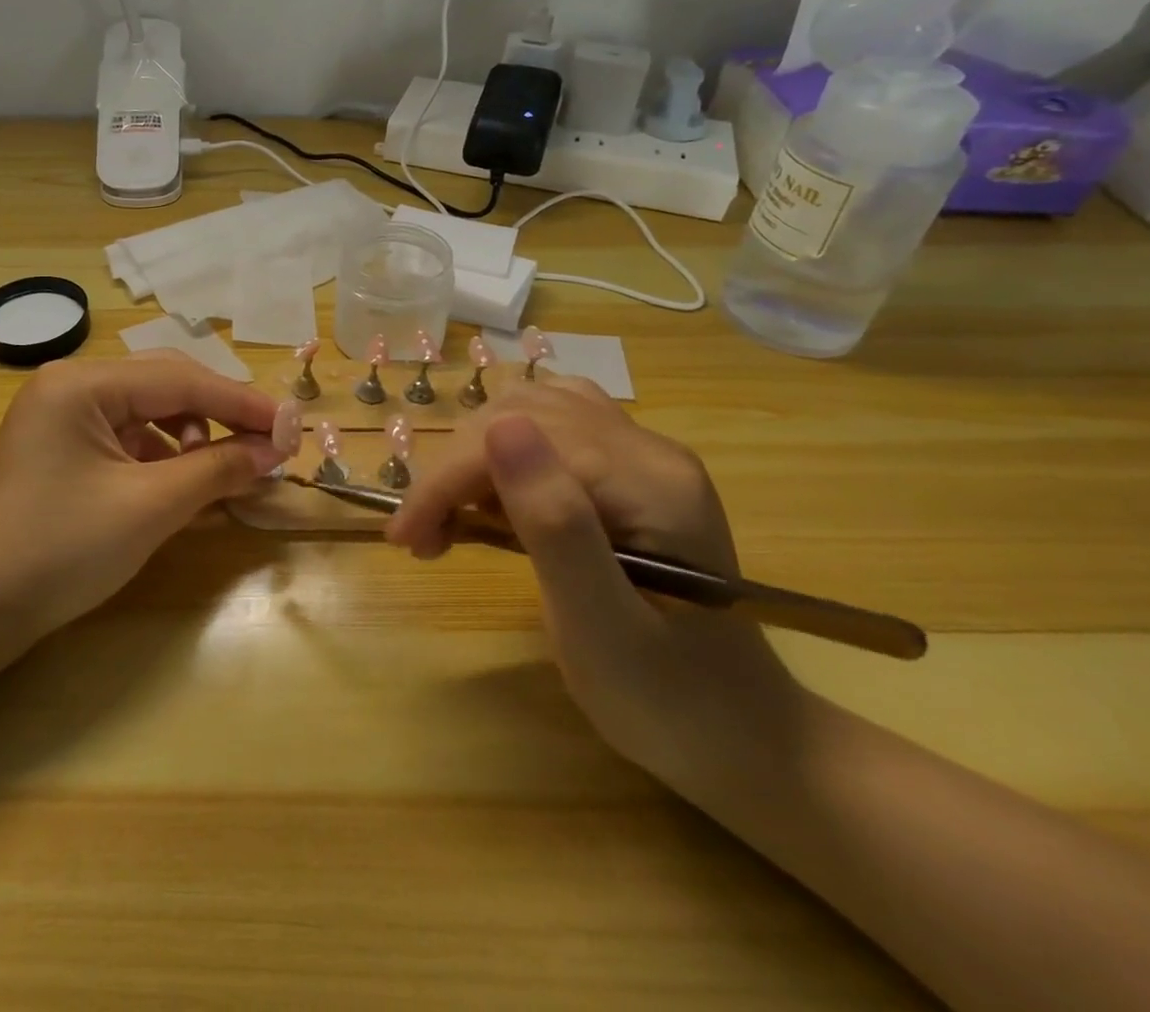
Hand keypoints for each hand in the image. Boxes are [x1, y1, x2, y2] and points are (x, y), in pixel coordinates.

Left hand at [0, 353, 288, 641]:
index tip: (292, 426)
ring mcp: (63, 415)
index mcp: (81, 383)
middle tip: (268, 443)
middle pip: (166, 383)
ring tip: (222, 471)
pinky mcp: (64, 447)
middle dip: (220, 414)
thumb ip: (218, 468)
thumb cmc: (60, 551)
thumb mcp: (149, 507)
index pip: (180, 378)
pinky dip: (164, 455)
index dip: (242, 403)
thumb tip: (277, 448)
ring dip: (194, 435)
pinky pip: (128, 435)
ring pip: (150, 409)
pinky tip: (184, 484)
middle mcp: (70, 385)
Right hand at [388, 380, 804, 791]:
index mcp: (649, 481)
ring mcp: (642, 454)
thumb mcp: (601, 629)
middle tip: (422, 540)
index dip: (450, 478)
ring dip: (474, 454)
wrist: (744, 740)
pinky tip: (494, 491)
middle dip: (455, 469)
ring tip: (453, 517)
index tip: (405, 537)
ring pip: (529, 409)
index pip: (521, 439)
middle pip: (520, 414)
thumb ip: (555, 524)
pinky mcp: (629, 470)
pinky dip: (504, 449)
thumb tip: (499, 428)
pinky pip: (550, 424)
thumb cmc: (670, 703)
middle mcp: (648, 448)